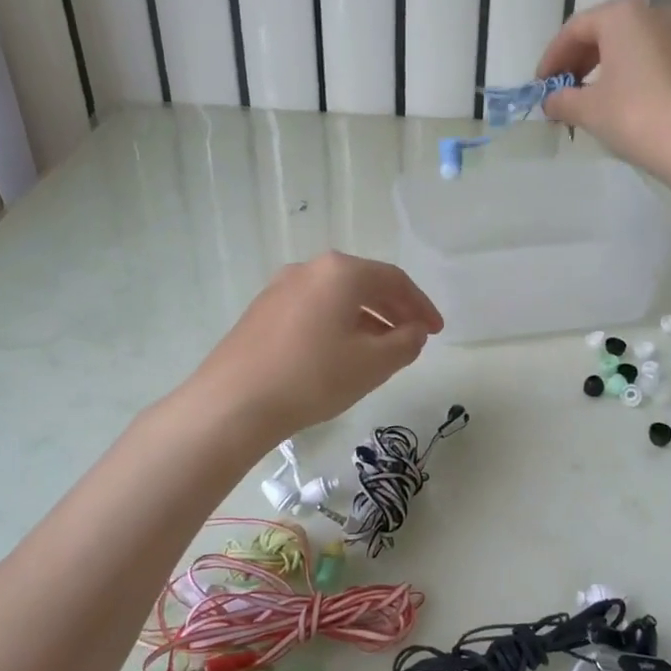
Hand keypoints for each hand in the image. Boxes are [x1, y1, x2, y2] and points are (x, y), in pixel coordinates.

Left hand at [188, 252, 442, 442]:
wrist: (233, 402)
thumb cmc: (313, 377)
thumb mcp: (373, 364)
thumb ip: (405, 343)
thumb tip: (415, 331)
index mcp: (341, 271)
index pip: (394, 280)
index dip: (421, 305)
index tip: (437, 330)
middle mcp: (310, 269)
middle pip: (364, 283)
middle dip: (394, 310)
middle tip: (414, 336)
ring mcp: (280, 287)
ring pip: (337, 297)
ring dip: (366, 318)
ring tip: (382, 348)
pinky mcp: (262, 311)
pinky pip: (313, 308)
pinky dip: (337, 324)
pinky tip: (340, 352)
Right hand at [535, 0, 670, 178]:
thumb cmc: (636, 115)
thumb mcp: (588, 110)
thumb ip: (562, 100)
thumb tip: (551, 101)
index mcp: (622, 15)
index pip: (575, 30)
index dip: (552, 58)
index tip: (540, 86)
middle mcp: (654, 13)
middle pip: (605, 32)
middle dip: (579, 61)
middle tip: (562, 92)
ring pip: (631, 45)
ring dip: (605, 68)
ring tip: (590, 100)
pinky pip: (653, 59)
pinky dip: (631, 75)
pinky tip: (623, 103)